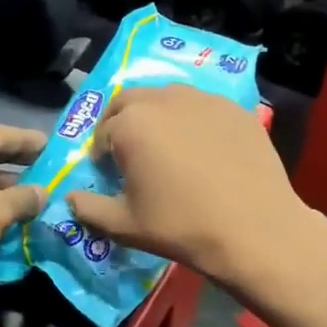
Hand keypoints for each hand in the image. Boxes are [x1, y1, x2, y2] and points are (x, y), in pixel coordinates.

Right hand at [66, 85, 305, 285]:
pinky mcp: (235, 109)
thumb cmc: (182, 226)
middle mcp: (164, 99)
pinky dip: (192, 119)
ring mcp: (204, 99)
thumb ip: (90, 209)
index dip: (101, 154)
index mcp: (131, 124)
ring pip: (166, 96)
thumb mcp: (126, 225)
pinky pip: (202, 106)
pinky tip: (203, 149)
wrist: (256, 230)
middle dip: (120, 122)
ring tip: (165, 146)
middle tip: (129, 152)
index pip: (103, 132)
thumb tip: (70, 199)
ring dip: (155, 115)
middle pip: (129, 102)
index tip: (110, 173)